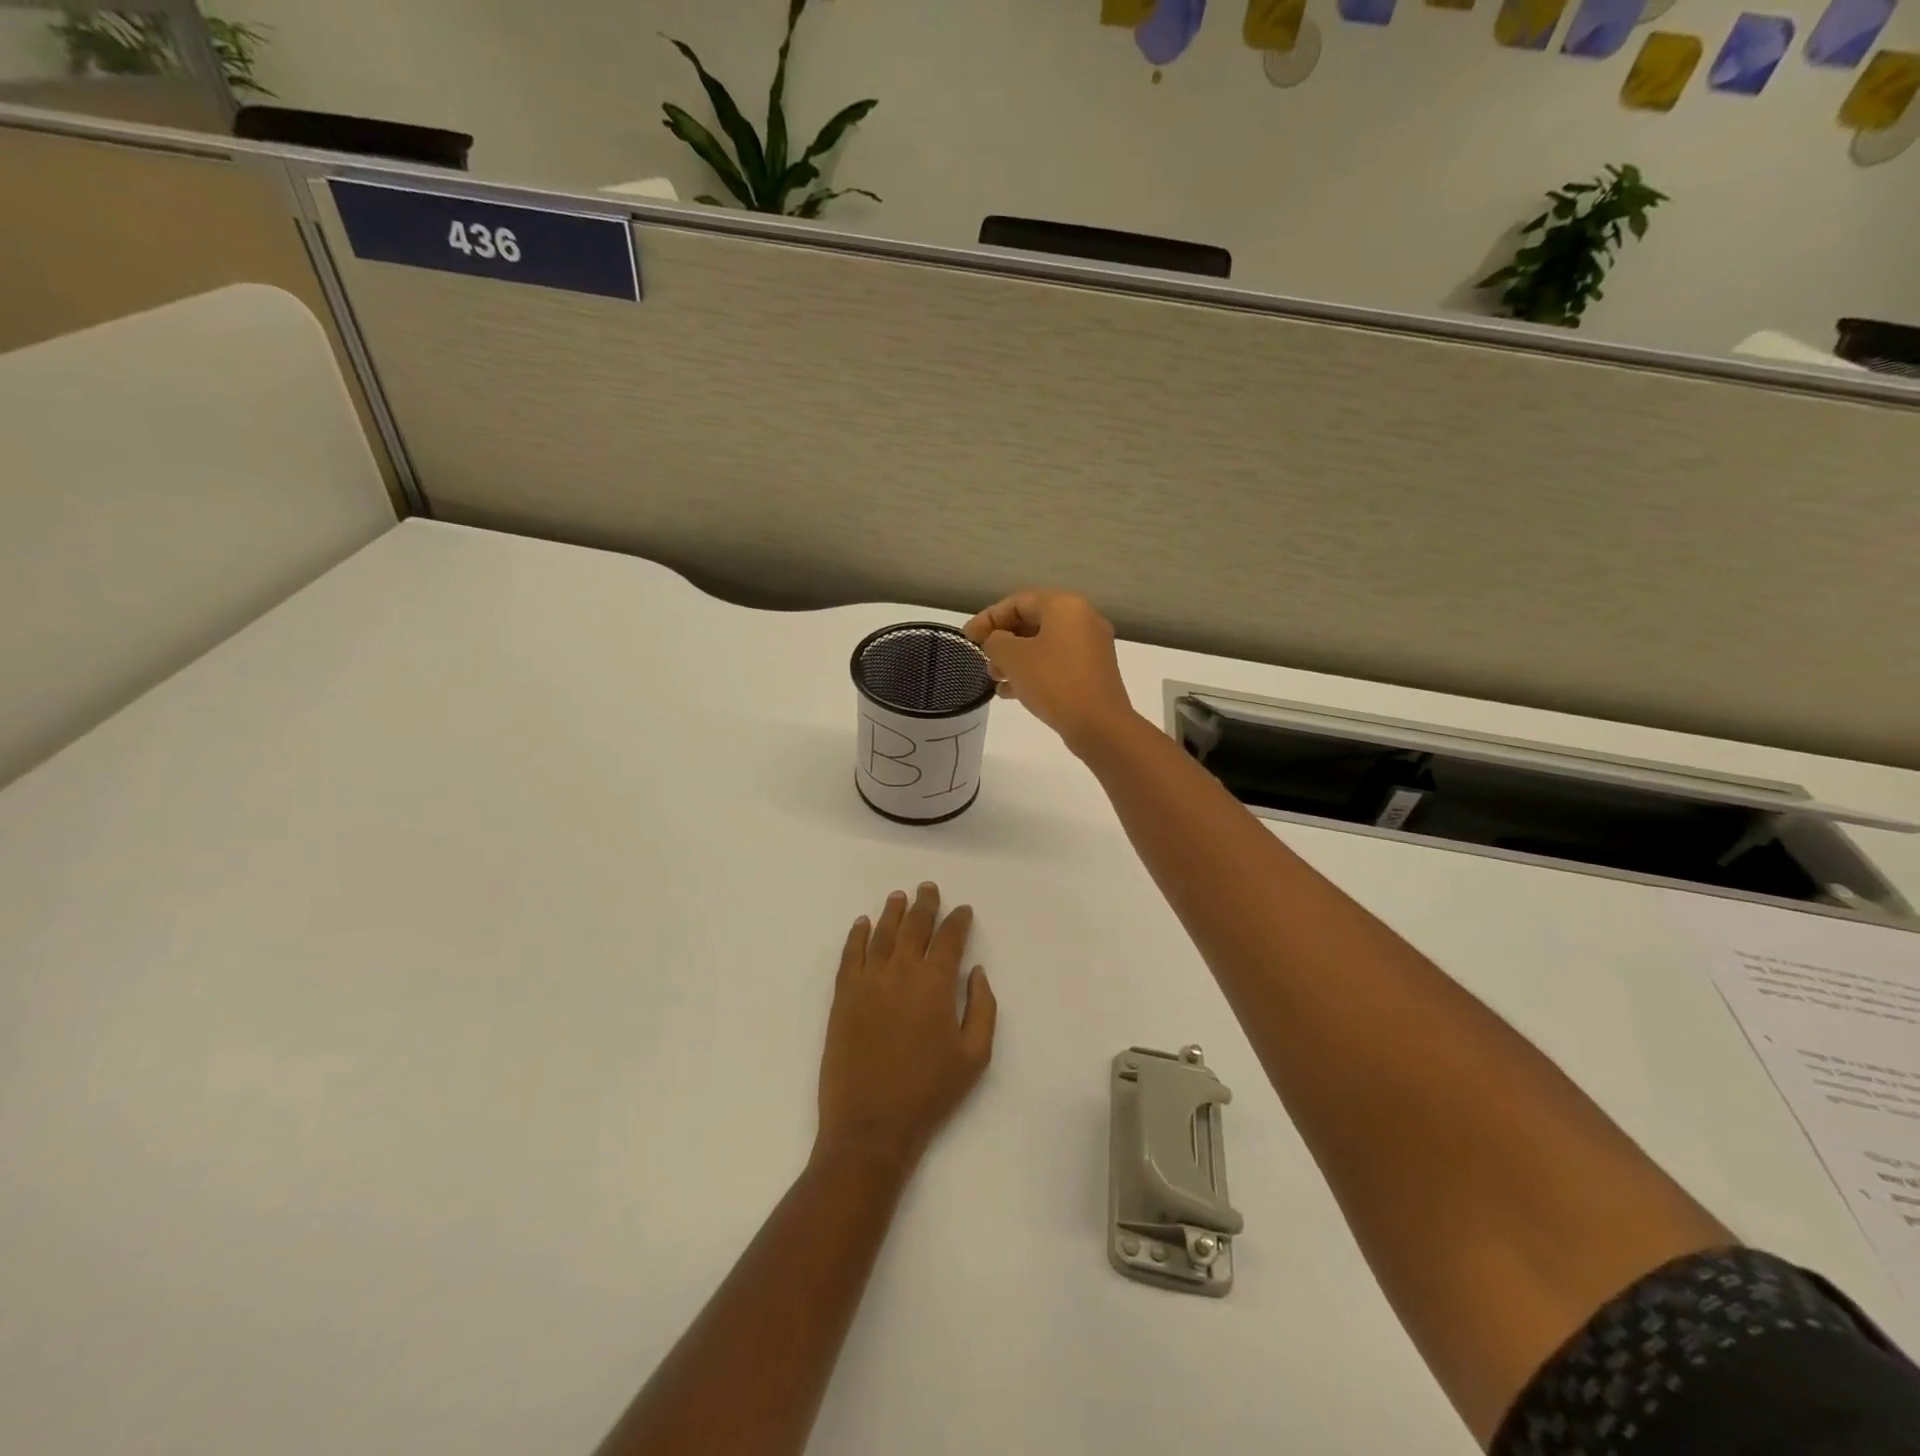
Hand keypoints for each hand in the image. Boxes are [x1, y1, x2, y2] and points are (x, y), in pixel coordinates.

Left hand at [815, 883, 997, 1175]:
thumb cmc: (929, 1093)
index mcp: (935, 984)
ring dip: (892, 912)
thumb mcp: (975, 1056)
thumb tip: (976, 972)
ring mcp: (867, 981)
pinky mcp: (843, 996)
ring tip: (899, 896)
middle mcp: (900, 972)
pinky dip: (857, 935)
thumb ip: (982, 1008)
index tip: (962, 910)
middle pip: (914, 927)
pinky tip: (862, 923)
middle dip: (924, 905)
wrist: (871, 1126)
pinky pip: (850, 955)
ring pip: (881, 934)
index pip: (949, 939)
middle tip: (928, 888)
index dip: (957, 921)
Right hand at [963, 590, 1137, 754]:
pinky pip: (1056, 662)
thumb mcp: (1013, 658)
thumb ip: (995, 642)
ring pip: (1043, 644)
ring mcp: (1091, 646)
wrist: (1100, 726)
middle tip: (982, 659)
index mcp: (1065, 606)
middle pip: (1032, 621)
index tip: (967, 638)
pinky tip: (1011, 692)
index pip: (1017, 601)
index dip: (988, 618)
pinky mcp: (1093, 671)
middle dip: (1002, 640)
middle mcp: (1082, 619)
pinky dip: (1033, 671)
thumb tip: (996, 641)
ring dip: (1015, 658)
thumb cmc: (1054, 682)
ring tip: (994, 679)